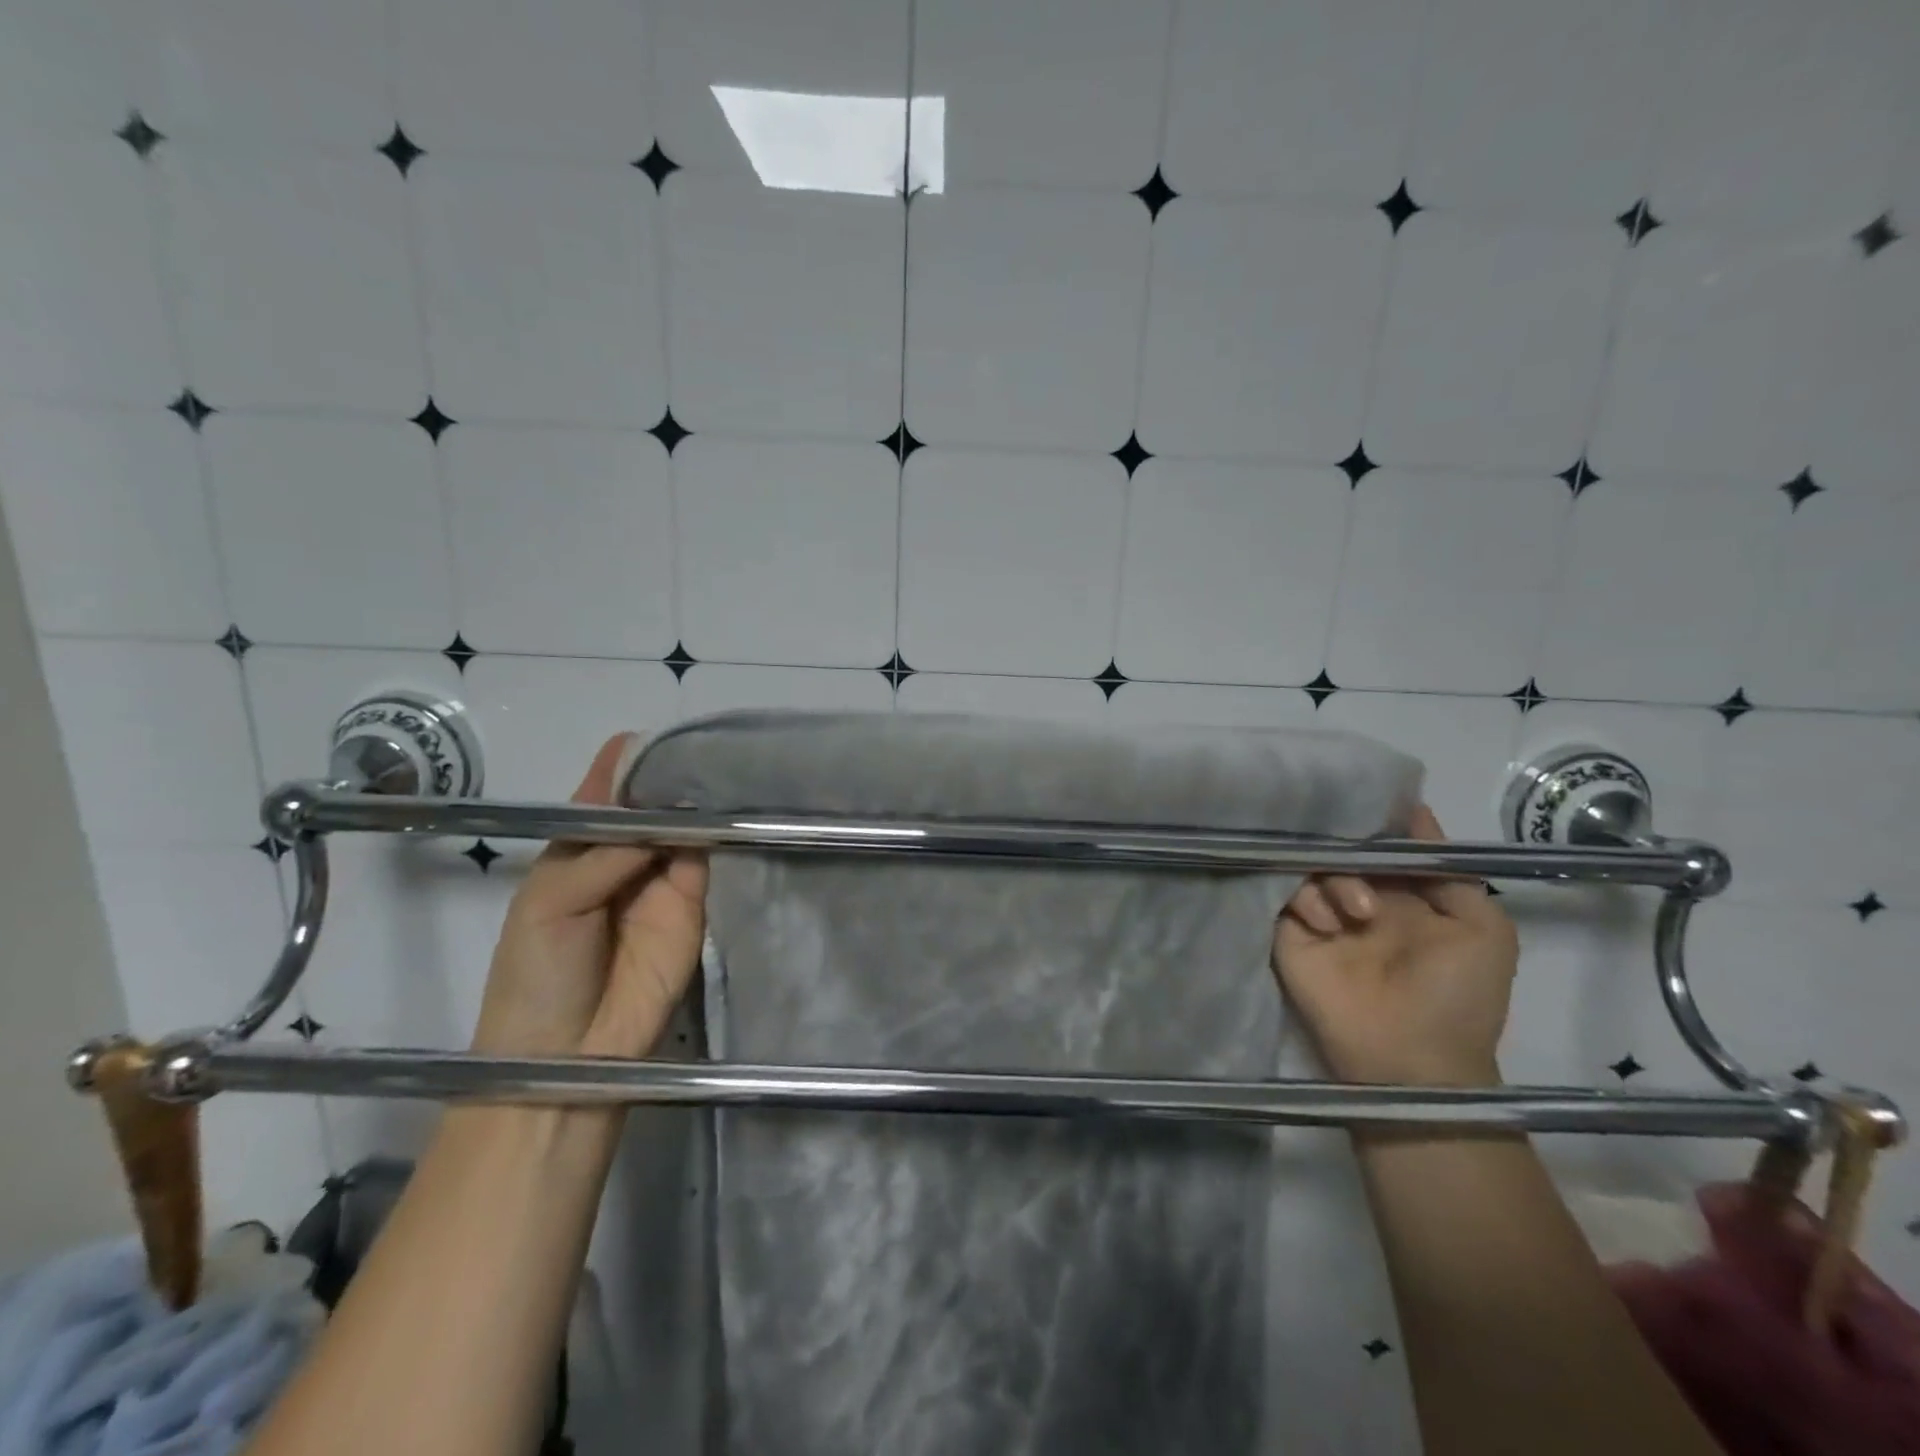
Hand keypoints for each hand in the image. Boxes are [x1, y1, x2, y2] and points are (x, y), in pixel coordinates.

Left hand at [471, 733, 707, 1059]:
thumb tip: (667, 811)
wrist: (570, 1056)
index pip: (607, 788)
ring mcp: (662, 876)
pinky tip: (734, 811)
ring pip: (686, 825)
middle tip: (710, 746)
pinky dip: (720, 835)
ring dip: (702, 801)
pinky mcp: (694, 903)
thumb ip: (606, 854)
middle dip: (675, 774)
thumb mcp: (551, 902)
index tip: (663, 736)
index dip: (631, 760)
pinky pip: (708, 860)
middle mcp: (624, 851)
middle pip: (654, 801)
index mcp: (578, 844)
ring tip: (731, 768)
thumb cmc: (537, 973)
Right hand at [1273, 805, 1516, 1086]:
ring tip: (1357, 916)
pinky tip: (1327, 925)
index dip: (1374, 822)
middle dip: (1351, 851)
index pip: (1378, 840)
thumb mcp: (1484, 930)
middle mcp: (1358, 895)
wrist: (1411, 1059)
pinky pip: (1282, 894)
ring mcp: (1320, 914)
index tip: (1368, 802)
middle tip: (1369, 878)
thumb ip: (1450, 872)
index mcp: (1402, 892)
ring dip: (1334, 881)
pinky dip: (1304, 899)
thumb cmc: (1458, 997)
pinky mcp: (1289, 933)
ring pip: (1309, 866)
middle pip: (1339, 847)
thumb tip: (1414, 810)